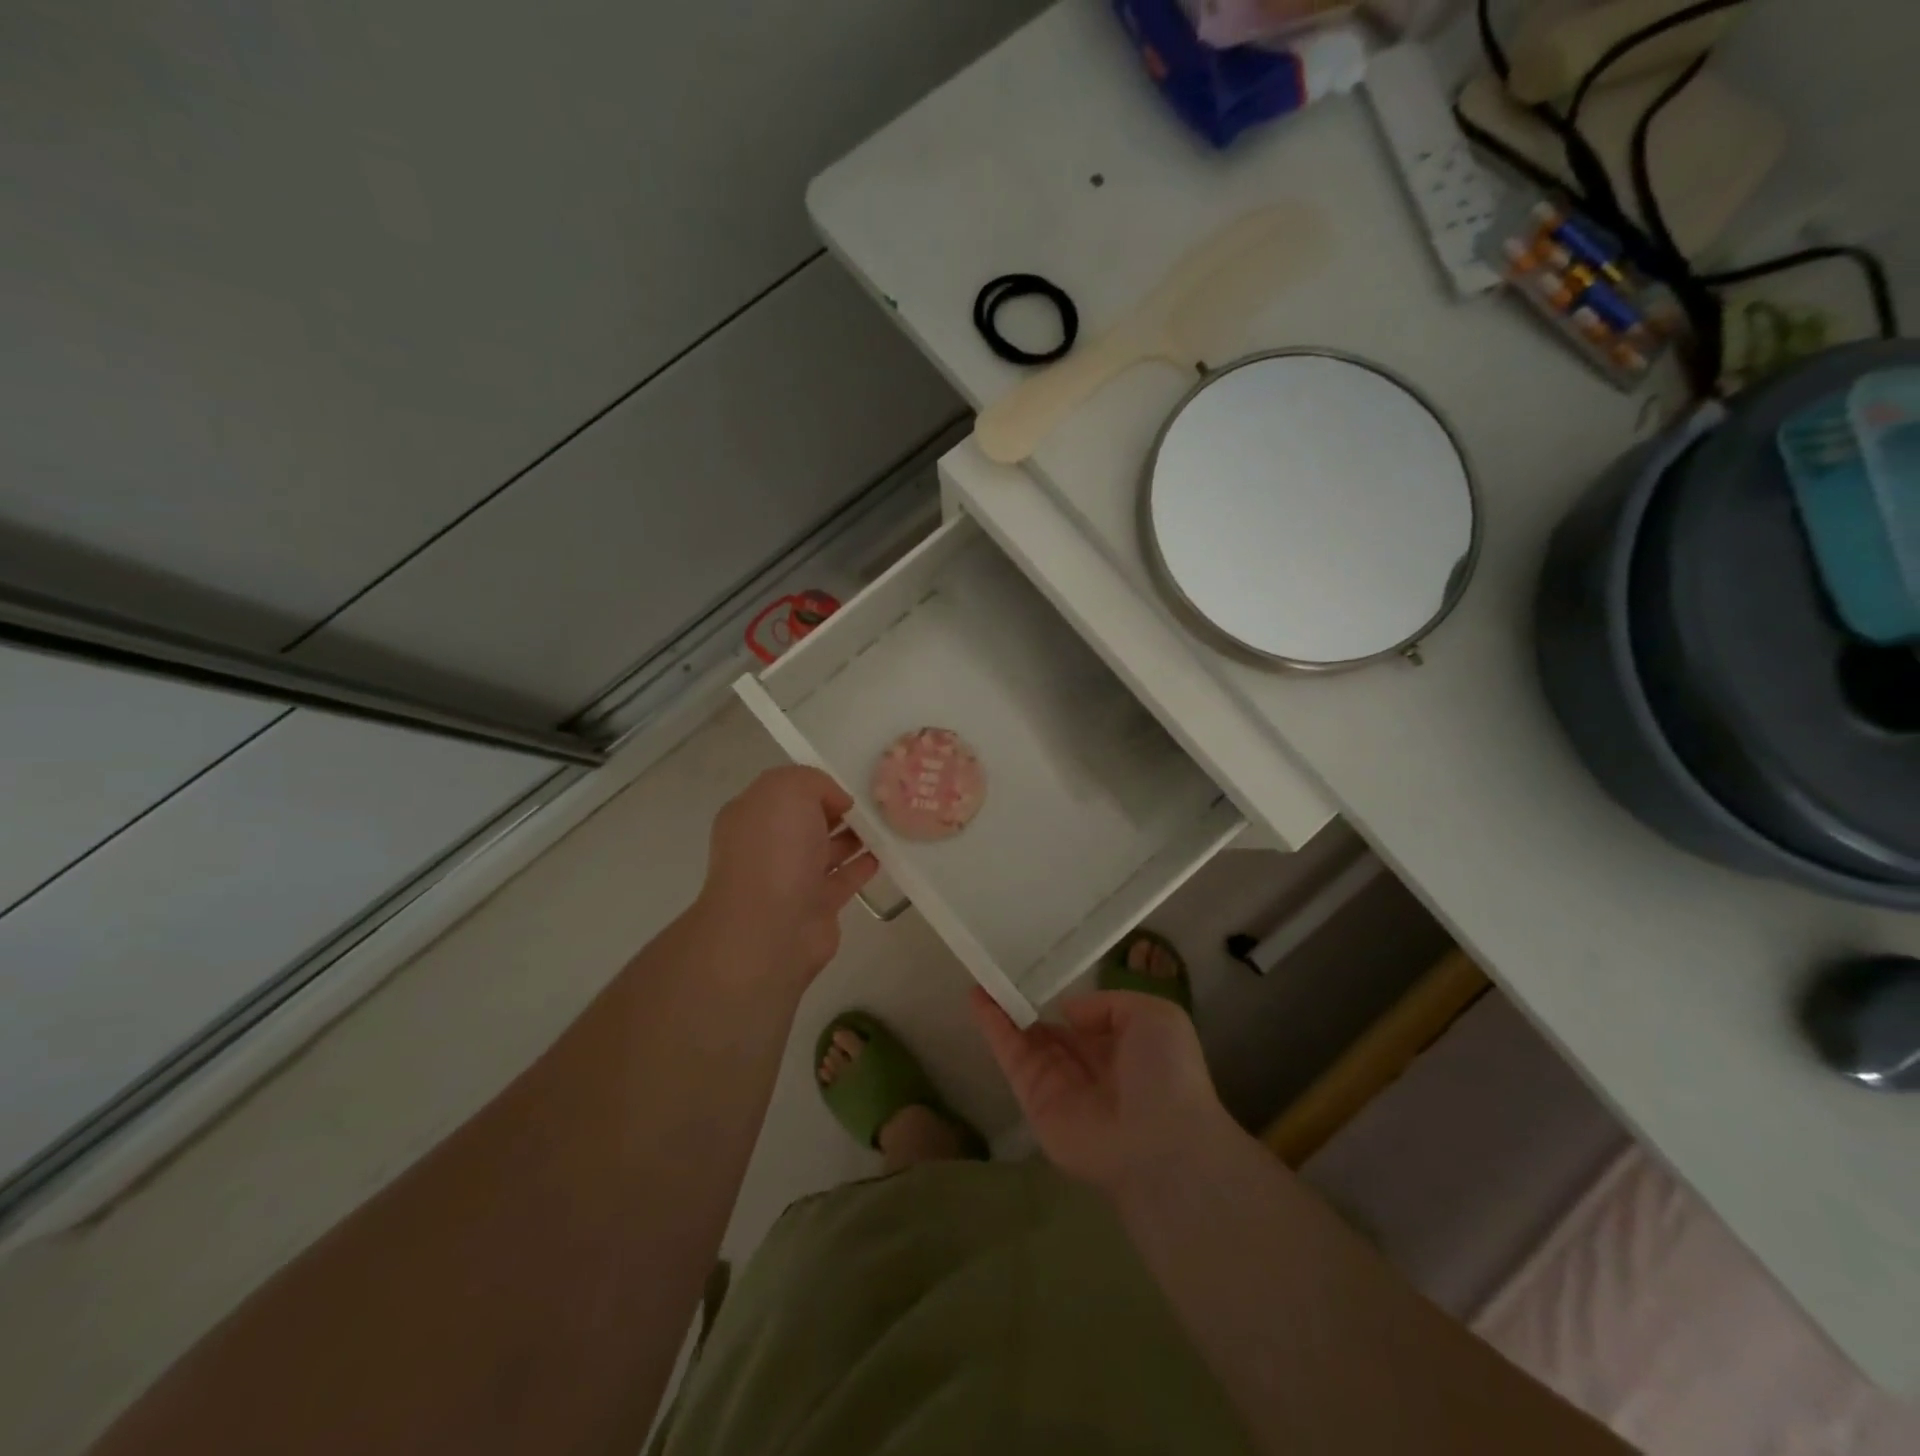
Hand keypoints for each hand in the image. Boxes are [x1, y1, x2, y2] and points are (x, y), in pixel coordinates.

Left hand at [696, 766, 878, 987]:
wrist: (770, 927)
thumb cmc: (775, 850)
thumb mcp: (789, 791)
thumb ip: (814, 782)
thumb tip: (837, 801)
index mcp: (752, 815)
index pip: (785, 791)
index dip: (816, 785)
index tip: (851, 781)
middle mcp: (768, 846)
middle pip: (807, 821)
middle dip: (837, 810)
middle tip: (876, 800)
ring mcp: (791, 878)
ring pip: (826, 849)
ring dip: (854, 836)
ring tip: (887, 822)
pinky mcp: (816, 906)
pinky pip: (843, 878)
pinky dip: (862, 866)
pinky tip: (885, 853)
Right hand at [969, 987, 1236, 1195]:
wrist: (1159, 1141)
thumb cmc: (1166, 1073)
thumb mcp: (1155, 1016)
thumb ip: (1108, 1004)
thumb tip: (1068, 1010)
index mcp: (1120, 1048)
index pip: (1084, 1021)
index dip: (1062, 999)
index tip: (1039, 971)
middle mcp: (1087, 1066)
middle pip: (1048, 1030)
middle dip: (1027, 1004)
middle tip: (999, 970)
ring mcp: (1057, 1084)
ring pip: (1024, 1040)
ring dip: (1002, 1009)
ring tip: (980, 976)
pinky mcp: (1033, 1100)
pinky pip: (1011, 1057)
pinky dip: (993, 1027)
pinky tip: (978, 998)